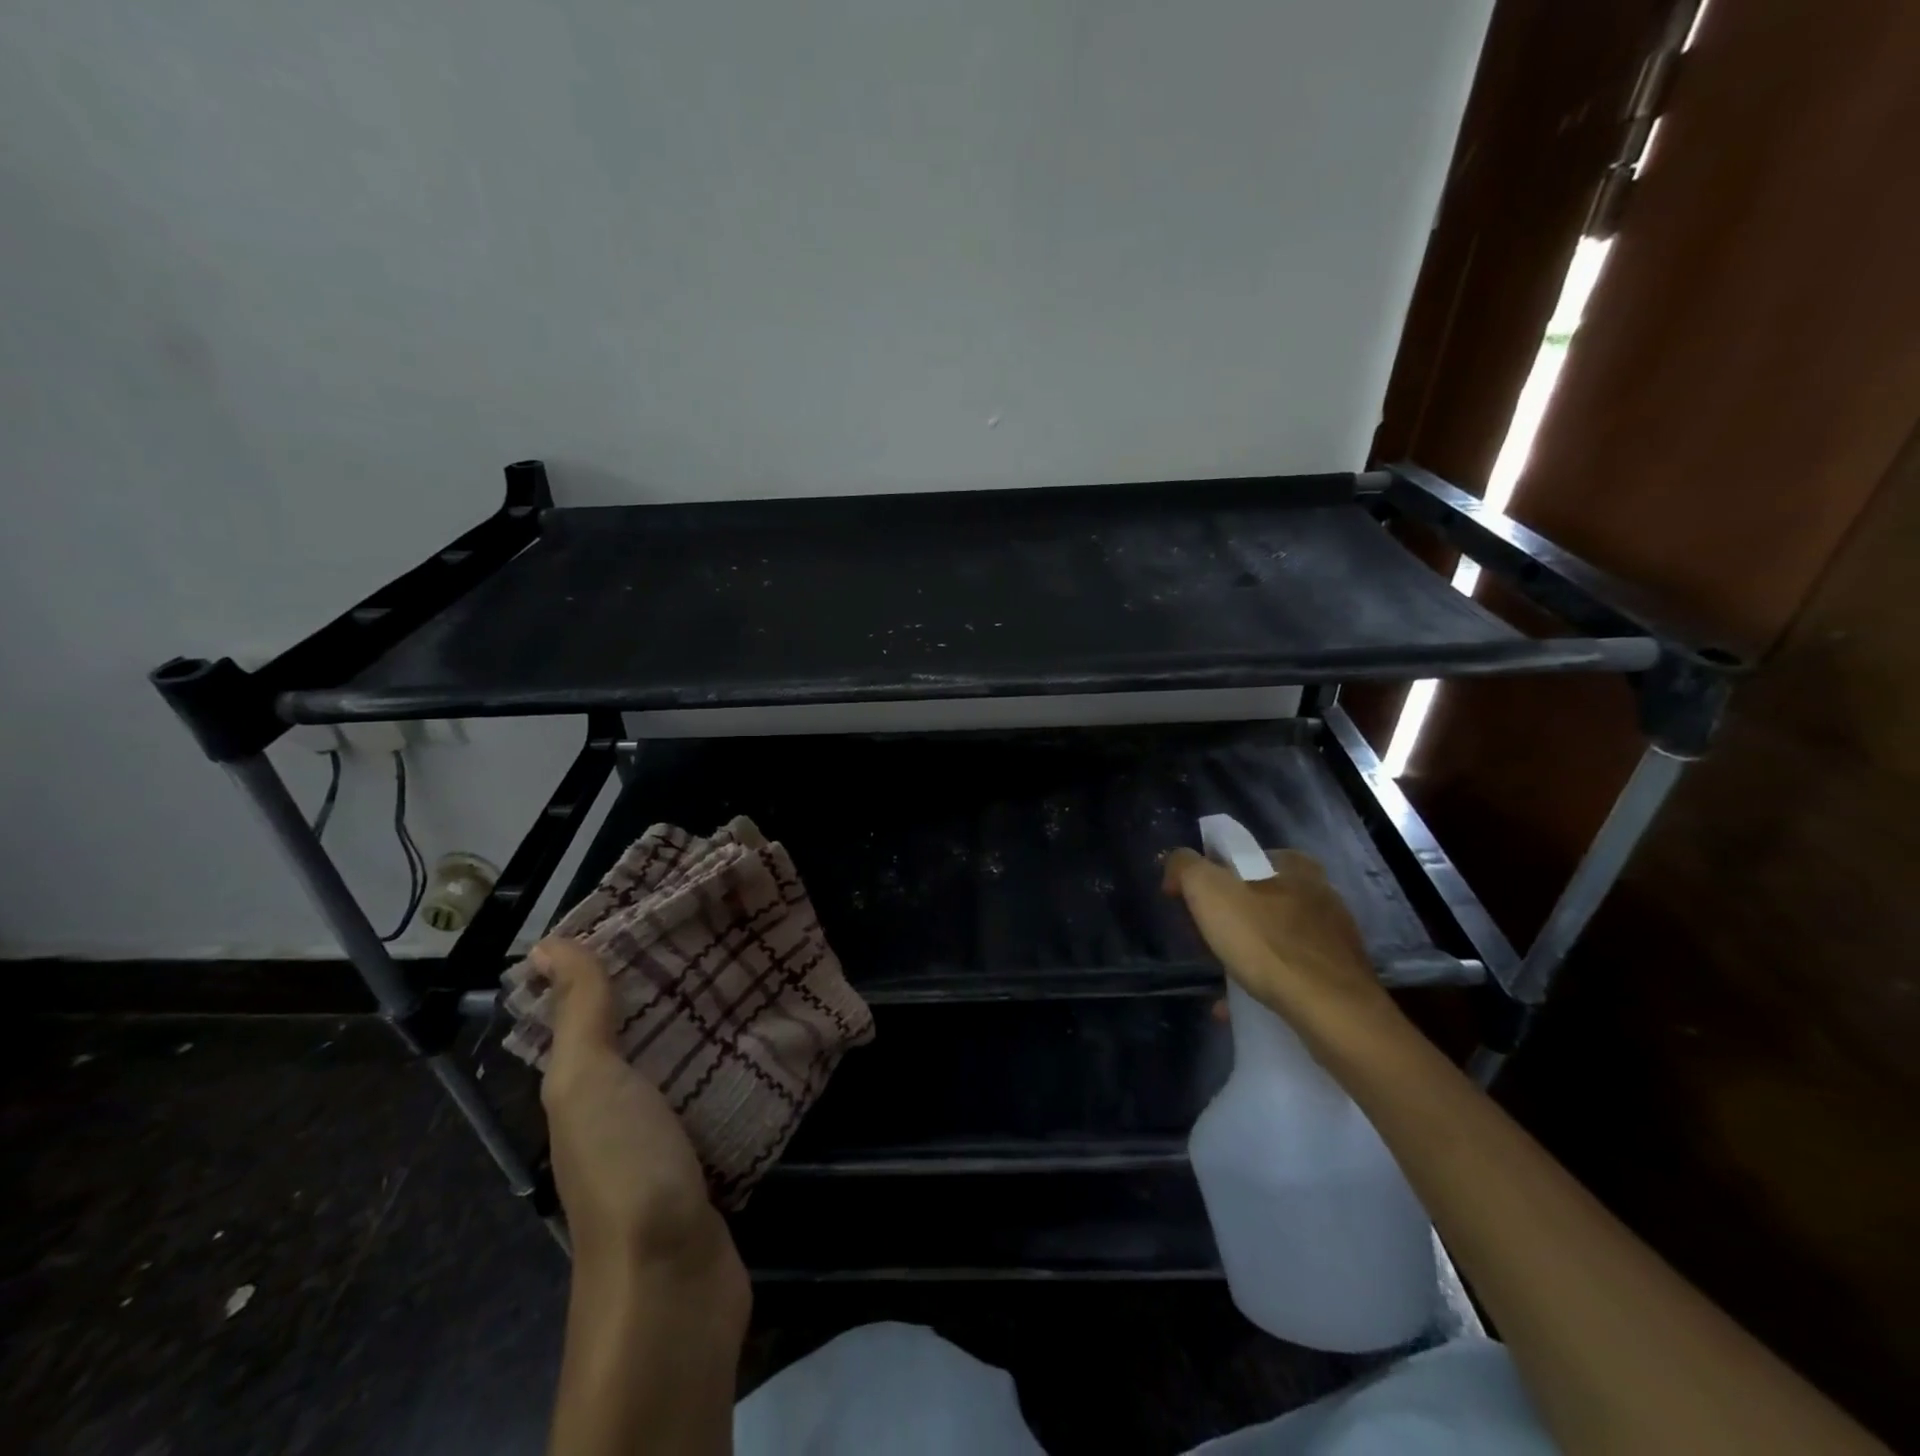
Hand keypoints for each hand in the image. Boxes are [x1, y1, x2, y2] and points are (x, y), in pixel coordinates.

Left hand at [536, 938, 742, 1282]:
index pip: (596, 1007)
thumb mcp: (589, 1083)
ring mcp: (670, 1130)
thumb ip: (580, 1015)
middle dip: (680, 981)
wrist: (672, 1282)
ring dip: (716, 1018)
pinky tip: (776, 1028)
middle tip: (727, 927)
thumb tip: (549, 946)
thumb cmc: (624, 1168)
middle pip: (649, 1028)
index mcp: (585, 1086)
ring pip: (691, 1055)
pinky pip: (725, 1088)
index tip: (665, 907)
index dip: (620, 958)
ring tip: (759, 964)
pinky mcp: (714, 1149)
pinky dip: (743, 1058)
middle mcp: (623, 1104)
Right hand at [1161, 847, 1394, 1035]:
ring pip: (1273, 936)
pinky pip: (1289, 971)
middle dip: (1228, 917)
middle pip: (1257, 898)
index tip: (1191, 903)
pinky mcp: (1339, 975)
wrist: (1331, 1013)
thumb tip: (1176, 863)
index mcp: (1293, 865)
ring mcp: (1333, 936)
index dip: (1209, 875)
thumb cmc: (1267, 942)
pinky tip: (1240, 1002)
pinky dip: (1263, 981)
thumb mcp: (1209, 891)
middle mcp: (1320, 893)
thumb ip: (1186, 867)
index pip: (1240, 857)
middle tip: (1203, 940)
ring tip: (1220, 976)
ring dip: (1245, 952)